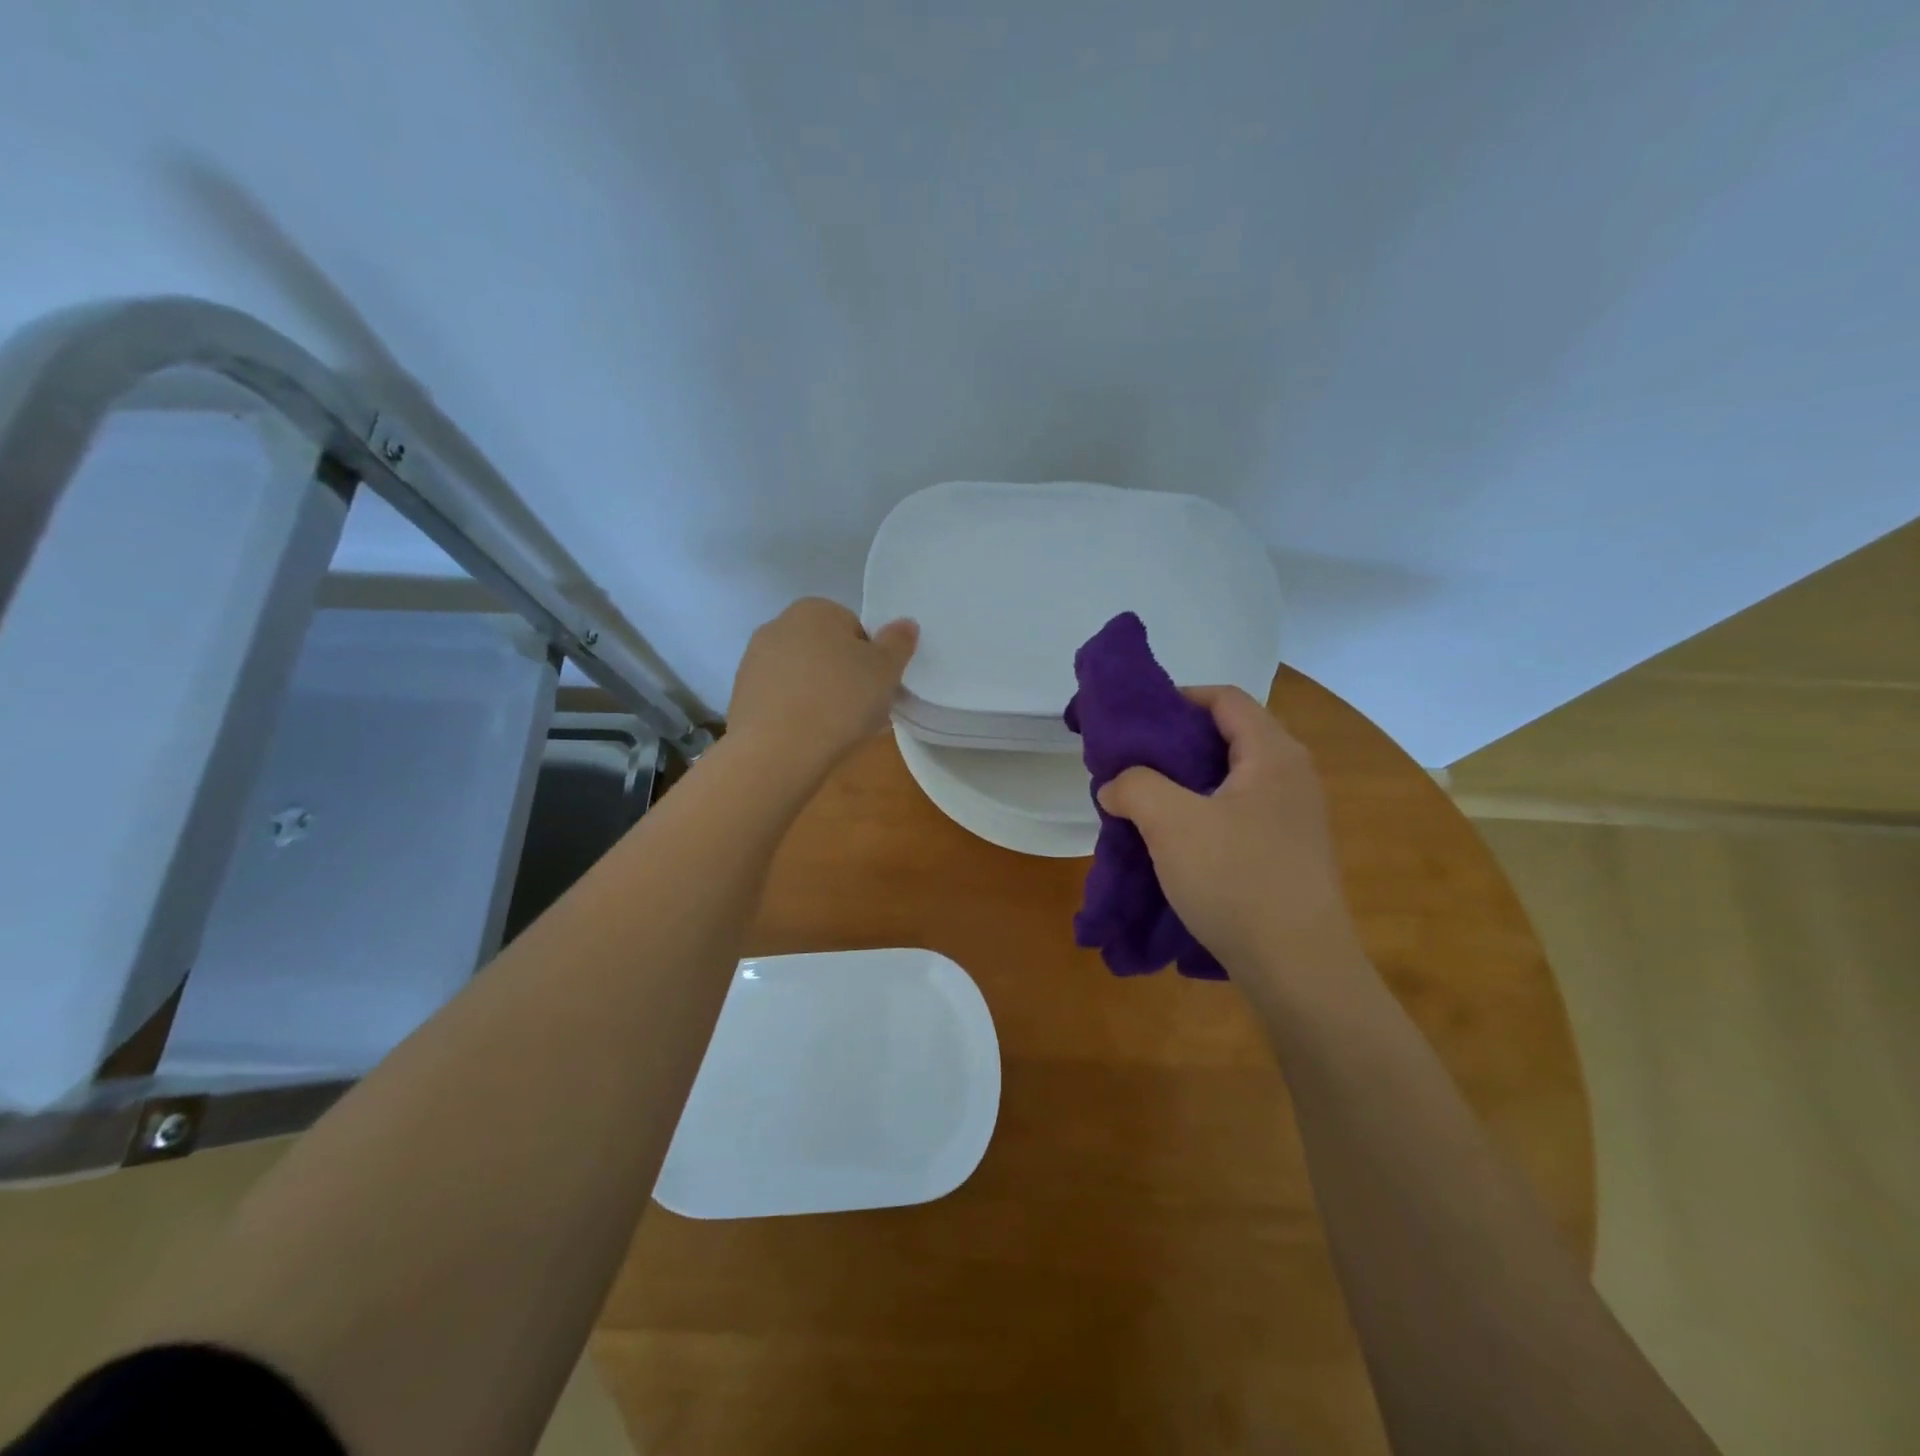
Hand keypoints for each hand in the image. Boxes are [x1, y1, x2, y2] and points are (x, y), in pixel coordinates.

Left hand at [728, 598, 917, 771]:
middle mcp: (778, 625)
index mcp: (814, 609)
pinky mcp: (741, 695)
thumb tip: (905, 624)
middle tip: (862, 709)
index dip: (872, 659)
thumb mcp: (885, 670)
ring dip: (820, 695)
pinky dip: (797, 713)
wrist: (778, 750)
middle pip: (826, 651)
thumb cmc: (840, 700)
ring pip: (803, 676)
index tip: (878, 687)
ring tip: (837, 729)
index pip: (855, 628)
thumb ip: (898, 642)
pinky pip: (782, 699)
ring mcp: (754, 661)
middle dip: (844, 675)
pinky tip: (810, 737)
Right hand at [1097, 686, 1358, 975]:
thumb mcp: (1170, 823)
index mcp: (1273, 754)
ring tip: (1147, 803)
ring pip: (1232, 779)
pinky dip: (1205, 813)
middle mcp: (1293, 776)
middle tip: (1134, 763)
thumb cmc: (1236, 879)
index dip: (1178, 699)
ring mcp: (1296, 817)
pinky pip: (1240, 813)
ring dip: (1187, 783)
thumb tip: (1116, 785)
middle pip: (1229, 736)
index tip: (1137, 722)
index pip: (1225, 698)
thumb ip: (1135, 786)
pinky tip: (1177, 842)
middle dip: (1176, 744)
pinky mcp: (1290, 853)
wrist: (1299, 968)